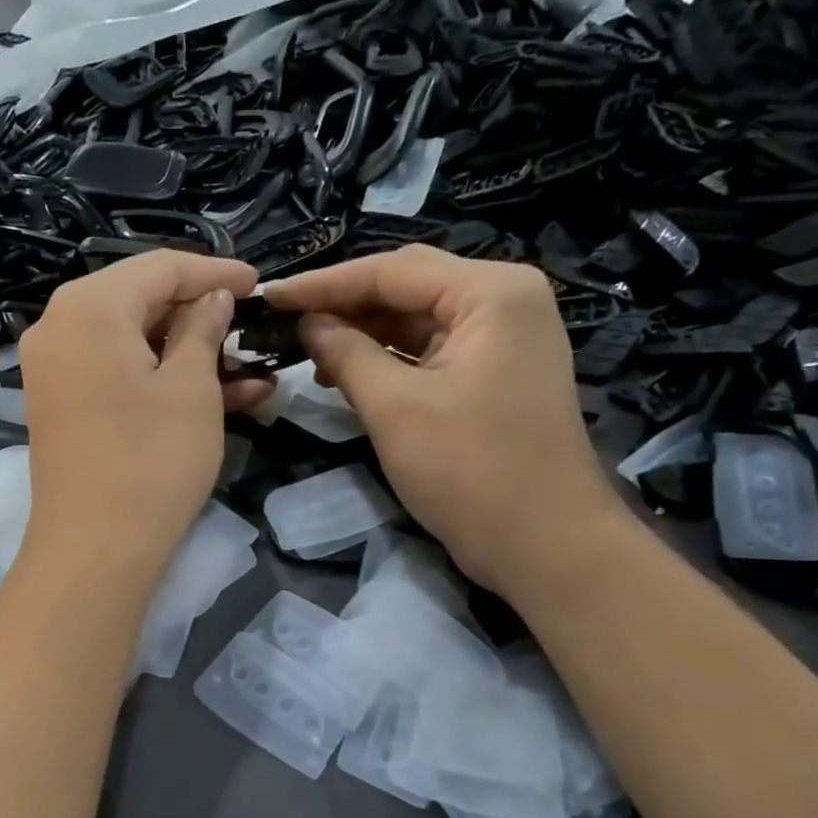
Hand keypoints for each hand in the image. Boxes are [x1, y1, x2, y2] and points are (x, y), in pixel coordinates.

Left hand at [19, 251, 267, 577]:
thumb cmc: (151, 460)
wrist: (95, 549)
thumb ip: (203, 328)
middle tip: (249, 324)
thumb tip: (213, 296)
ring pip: (131, 340)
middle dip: (199, 312)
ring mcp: (54, 367)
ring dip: (188, 352)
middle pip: (139, 299)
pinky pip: (115, 371)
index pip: (160, 267)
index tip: (259, 285)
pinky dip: (158, 377)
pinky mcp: (61, 403)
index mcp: (88, 306)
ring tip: (248, 367)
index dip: (214, 272)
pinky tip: (219, 394)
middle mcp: (59, 326)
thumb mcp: (191, 387)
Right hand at [265, 245, 629, 599]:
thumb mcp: (395, 407)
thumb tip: (308, 323)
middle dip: (343, 304)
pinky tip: (345, 371)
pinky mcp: (495, 371)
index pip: (391, 271)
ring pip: (416, 318)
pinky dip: (387, 357)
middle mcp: (504, 300)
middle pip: (406, 287)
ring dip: (362, 332)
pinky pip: (430, 349)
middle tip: (283, 319)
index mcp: (491, 292)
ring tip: (306, 349)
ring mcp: (504, 337)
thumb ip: (346, 353)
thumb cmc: (471, 471)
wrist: (546, 546)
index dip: (324, 284)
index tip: (270, 296)